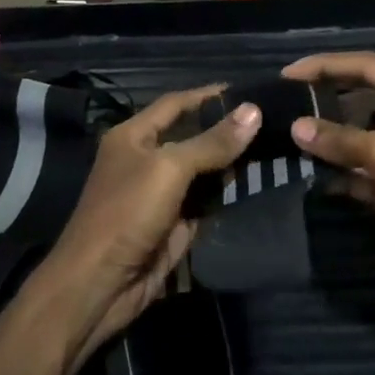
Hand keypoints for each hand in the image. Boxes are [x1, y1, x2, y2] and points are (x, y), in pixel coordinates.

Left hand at [30, 85, 260, 371]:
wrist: (99, 284)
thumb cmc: (127, 214)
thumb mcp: (169, 169)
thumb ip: (211, 142)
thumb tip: (254, 111)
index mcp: (133, 136)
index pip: (176, 104)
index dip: (209, 95)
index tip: (249, 91)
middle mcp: (146, 159)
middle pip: (193, 137)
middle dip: (227, 130)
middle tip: (274, 120)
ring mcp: (161, 194)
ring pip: (203, 170)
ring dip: (232, 162)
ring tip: (275, 146)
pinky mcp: (174, 224)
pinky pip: (206, 201)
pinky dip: (227, 193)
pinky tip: (258, 181)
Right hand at [283, 53, 374, 301]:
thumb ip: (340, 139)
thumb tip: (295, 128)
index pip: (369, 67)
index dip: (327, 67)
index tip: (289, 73)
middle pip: (364, 100)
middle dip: (326, 104)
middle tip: (285, 104)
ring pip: (361, 136)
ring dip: (330, 140)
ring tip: (289, 136)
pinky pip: (364, 170)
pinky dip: (341, 171)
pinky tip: (310, 172)